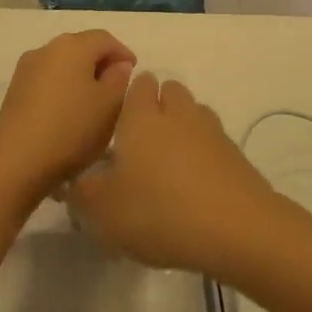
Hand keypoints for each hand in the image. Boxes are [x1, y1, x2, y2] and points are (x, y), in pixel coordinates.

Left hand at [0, 30, 135, 201]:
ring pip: (63, 63)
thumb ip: (120, 78)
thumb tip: (117, 66)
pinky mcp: (14, 90)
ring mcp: (26, 69)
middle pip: (82, 47)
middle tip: (116, 87)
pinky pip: (47, 80)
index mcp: (73, 45)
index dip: (123, 53)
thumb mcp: (110, 105)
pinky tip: (68, 112)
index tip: (134, 73)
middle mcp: (47, 48)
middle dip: (101, 63)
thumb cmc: (71, 129)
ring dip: (81, 76)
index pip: (105, 39)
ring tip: (93, 102)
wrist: (15, 164)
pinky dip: (63, 88)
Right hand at [68, 74, 275, 274]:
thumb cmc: (158, 211)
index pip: (138, 84)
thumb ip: (83, 193)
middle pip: (170, 90)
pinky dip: (203, 152)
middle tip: (142, 142)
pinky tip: (194, 182)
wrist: (233, 227)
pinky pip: (213, 140)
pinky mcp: (234, 153)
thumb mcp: (103, 212)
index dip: (129, 97)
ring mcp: (211, 130)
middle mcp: (177, 113)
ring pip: (194, 112)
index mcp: (142, 117)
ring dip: (182, 126)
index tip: (119, 122)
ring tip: (169, 162)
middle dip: (158, 105)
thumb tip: (78, 181)